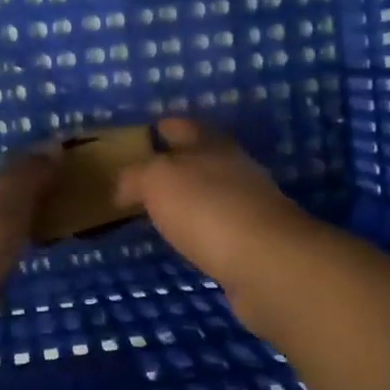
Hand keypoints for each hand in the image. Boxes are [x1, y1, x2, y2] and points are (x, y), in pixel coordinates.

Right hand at [114, 119, 314, 295]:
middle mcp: (235, 169)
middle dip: (180, 162)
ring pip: (214, 193)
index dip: (166, 126)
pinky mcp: (256, 242)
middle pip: (204, 158)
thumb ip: (136, 177)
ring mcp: (250, 206)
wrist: (266, 262)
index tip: (149, 131)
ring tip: (164, 210)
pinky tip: (189, 240)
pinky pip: (221, 227)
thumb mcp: (157, 181)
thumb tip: (123, 187)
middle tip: (149, 175)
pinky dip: (204, 229)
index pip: (184, 127)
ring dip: (192, 198)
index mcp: (212, 146)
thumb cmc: (207, 209)